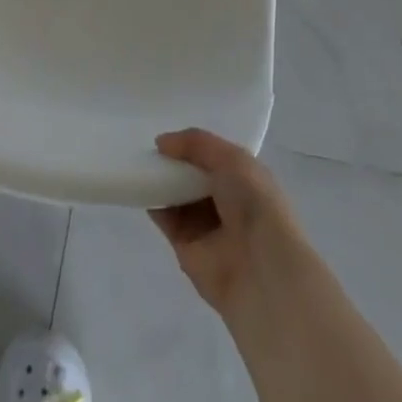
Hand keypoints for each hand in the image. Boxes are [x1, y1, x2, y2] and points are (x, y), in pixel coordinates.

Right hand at [149, 129, 310, 319]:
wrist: (262, 270)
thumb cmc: (255, 204)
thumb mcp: (232, 159)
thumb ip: (196, 144)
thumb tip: (161, 142)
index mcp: (244, 178)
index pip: (214, 156)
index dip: (194, 144)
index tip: (170, 131)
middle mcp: (225, 201)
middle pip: (193, 175)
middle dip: (174, 161)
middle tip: (150, 144)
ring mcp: (206, 226)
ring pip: (178, 196)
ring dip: (162, 181)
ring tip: (140, 161)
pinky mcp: (186, 248)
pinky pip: (166, 220)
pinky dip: (154, 205)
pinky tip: (141, 187)